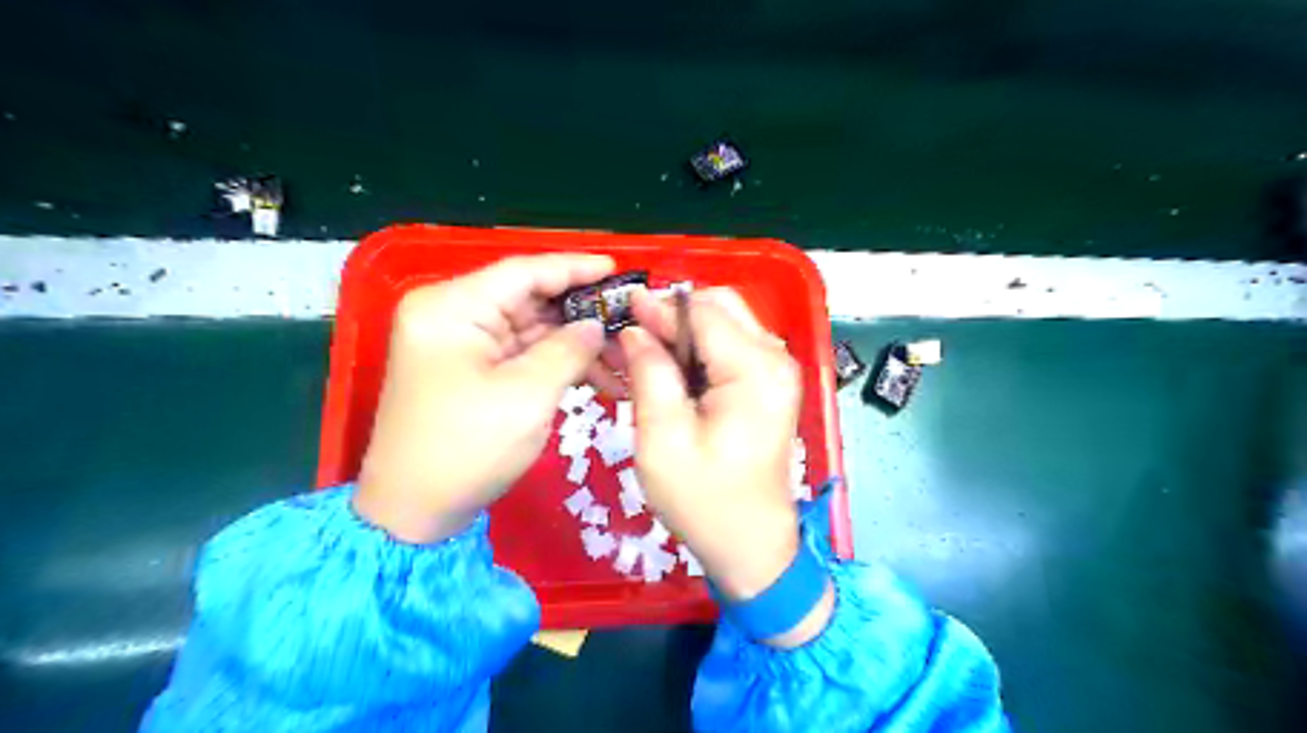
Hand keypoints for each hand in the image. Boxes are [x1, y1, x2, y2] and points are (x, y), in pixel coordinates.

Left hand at [355, 251, 623, 543]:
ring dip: (574, 343)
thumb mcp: (527, 395)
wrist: (414, 512)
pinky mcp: (470, 370)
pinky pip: (521, 354)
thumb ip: (568, 349)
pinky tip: (594, 375)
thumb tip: (596, 325)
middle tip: (628, 321)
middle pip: (528, 299)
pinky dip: (556, 363)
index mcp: (452, 307)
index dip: (574, 268)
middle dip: (581, 313)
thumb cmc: (467, 448)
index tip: (618, 270)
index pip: (523, 272)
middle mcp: (452, 315)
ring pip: (530, 329)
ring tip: (621, 359)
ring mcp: (460, 344)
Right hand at [618, 288, 831, 647]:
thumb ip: (650, 375)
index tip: (619, 312)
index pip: (702, 312)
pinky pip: (731, 345)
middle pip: (721, 305)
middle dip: (673, 312)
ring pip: (725, 322)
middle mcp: (775, 359)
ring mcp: (777, 370)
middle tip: (632, 336)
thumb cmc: (705, 500)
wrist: (751, 545)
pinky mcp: (769, 384)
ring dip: (684, 329)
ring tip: (645, 353)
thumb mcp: (663, 440)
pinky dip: (699, 347)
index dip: (658, 307)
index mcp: (754, 370)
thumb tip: (635, 331)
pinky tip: (670, 369)